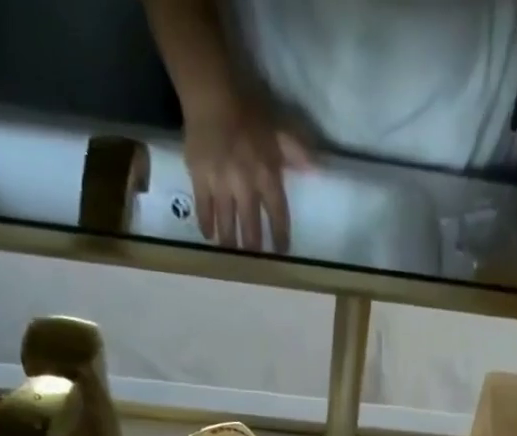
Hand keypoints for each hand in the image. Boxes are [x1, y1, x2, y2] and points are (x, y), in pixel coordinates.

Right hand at [182, 100, 311, 252]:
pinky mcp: (200, 179)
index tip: (281, 252)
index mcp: (267, 176)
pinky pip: (204, 209)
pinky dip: (207, 224)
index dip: (280, 235)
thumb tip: (316, 172)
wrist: (211, 95)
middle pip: (251, 226)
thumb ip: (296, 152)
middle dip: (254, 246)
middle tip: (254, 258)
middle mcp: (246, 187)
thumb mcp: (279, 129)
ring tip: (232, 254)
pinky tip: (209, 236)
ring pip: (227, 223)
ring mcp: (221, 185)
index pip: (277, 214)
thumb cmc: (249, 111)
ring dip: (231, 241)